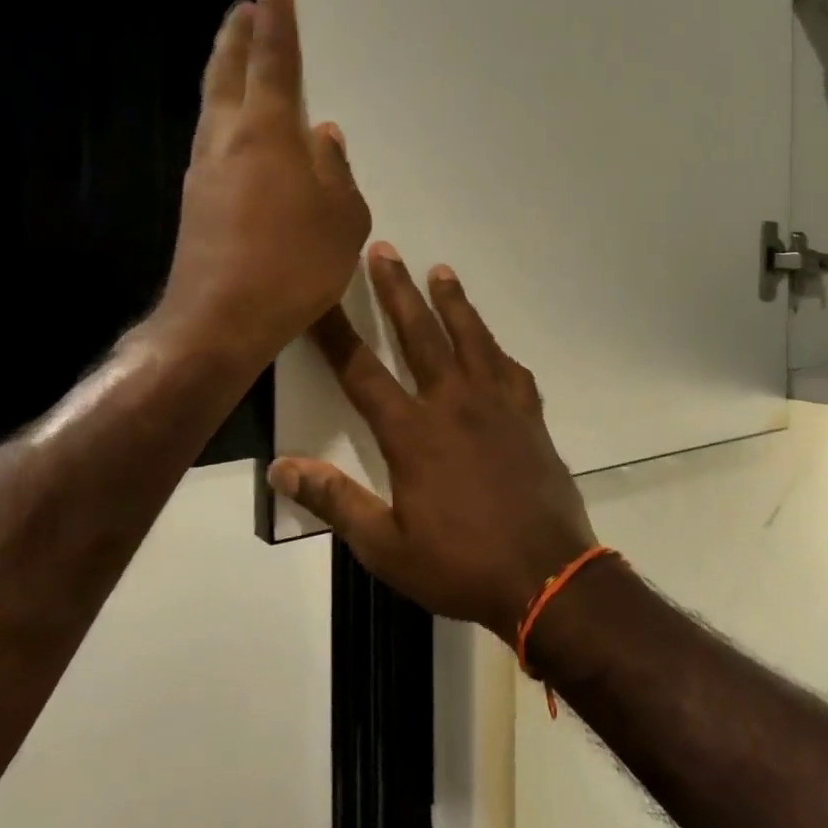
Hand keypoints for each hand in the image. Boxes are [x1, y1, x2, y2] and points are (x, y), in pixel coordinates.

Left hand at [153, 0, 370, 369]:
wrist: (220, 318)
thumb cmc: (294, 264)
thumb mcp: (342, 219)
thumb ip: (336, 172)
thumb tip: (324, 138)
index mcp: (268, 132)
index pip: (274, 59)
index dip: (277, 17)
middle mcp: (228, 137)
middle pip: (228, 69)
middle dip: (237, 33)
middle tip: (246, 7)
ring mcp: (205, 167)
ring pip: (214, 101)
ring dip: (226, 69)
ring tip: (240, 54)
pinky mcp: (196, 197)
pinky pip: (214, 135)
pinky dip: (227, 113)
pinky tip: (243, 128)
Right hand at [269, 246, 597, 641]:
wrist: (545, 575)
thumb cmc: (460, 564)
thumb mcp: (385, 547)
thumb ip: (336, 501)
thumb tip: (282, 468)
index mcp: (413, 433)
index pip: (362, 372)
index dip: (335, 334)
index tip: (318, 298)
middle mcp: (454, 404)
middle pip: (420, 335)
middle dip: (396, 291)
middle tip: (383, 251)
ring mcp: (497, 405)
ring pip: (471, 338)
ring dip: (453, 302)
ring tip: (441, 270)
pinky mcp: (530, 416)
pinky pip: (511, 370)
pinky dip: (497, 351)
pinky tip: (493, 345)